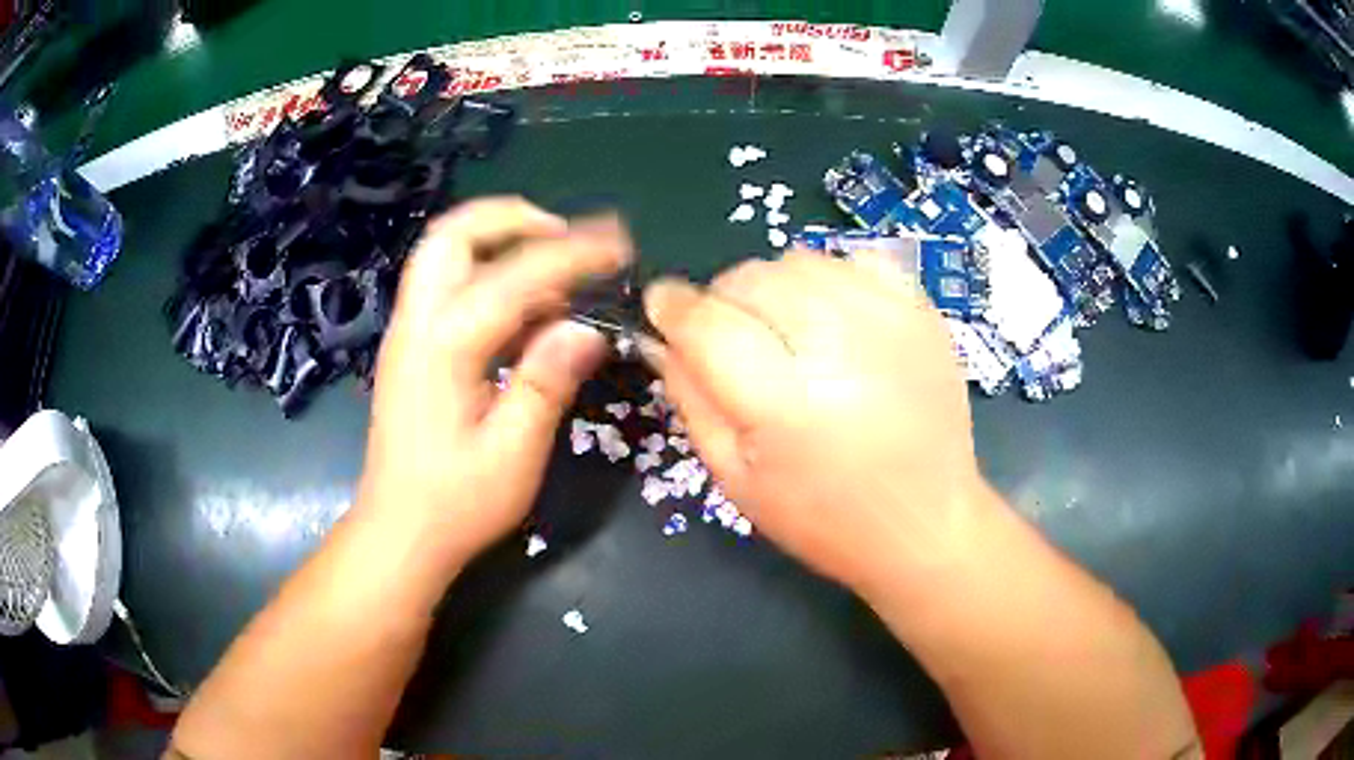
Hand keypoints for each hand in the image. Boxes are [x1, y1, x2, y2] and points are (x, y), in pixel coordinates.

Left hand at [358, 198, 631, 566]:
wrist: (397, 533)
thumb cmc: (456, 504)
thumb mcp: (513, 453)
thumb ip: (547, 382)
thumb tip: (587, 329)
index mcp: (444, 346)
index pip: (513, 275)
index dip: (571, 254)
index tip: (619, 245)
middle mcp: (417, 323)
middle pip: (452, 234)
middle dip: (511, 217)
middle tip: (566, 233)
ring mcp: (407, 333)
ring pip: (444, 253)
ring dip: (499, 241)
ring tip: (557, 263)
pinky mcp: (412, 348)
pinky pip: (447, 286)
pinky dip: (489, 275)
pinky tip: (528, 308)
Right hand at [642, 250, 989, 593]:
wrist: (926, 521)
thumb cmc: (823, 518)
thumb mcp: (735, 479)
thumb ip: (691, 399)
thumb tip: (661, 337)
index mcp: (787, 404)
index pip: (709, 323)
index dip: (673, 307)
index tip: (660, 308)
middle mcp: (842, 346)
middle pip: (752, 278)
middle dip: (724, 301)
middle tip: (734, 341)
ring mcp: (890, 320)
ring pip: (797, 260)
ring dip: (774, 288)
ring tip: (788, 335)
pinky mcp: (921, 311)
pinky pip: (855, 259)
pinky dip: (830, 278)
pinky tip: (835, 320)